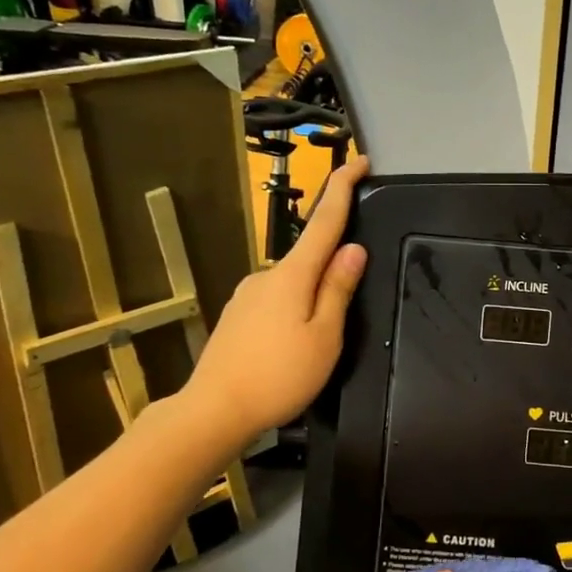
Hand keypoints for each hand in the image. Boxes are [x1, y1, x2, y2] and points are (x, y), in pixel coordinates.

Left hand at [184, 156, 368, 436]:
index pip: (324, 221)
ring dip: (313, 296)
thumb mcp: (324, 336)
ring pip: (293, 283)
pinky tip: (293, 346)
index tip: (360, 160)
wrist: (212, 411)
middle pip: (310, 255)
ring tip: (320, 341)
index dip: (343, 187)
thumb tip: (353, 248)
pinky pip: (277, 301)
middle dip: (334, 265)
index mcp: (293, 275)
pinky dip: (294, 310)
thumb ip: (338, 290)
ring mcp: (247, 295)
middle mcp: (266, 275)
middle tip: (351, 305)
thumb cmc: (279, 376)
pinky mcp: (237, 316)